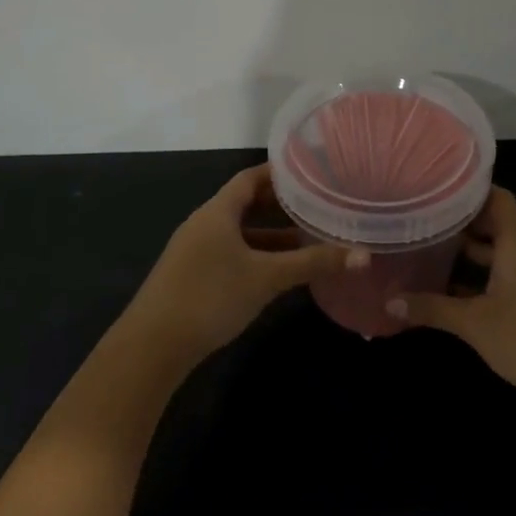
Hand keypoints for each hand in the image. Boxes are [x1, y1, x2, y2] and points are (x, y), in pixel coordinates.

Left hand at [123, 164, 359, 366]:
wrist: (153, 345)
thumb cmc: (211, 296)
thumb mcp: (266, 278)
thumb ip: (312, 263)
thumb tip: (362, 255)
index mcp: (217, 211)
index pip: (250, 177)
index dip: (280, 172)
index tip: (311, 171)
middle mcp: (204, 222)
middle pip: (244, 202)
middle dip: (279, 203)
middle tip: (316, 203)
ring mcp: (195, 249)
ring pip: (238, 231)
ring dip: (269, 233)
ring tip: (306, 236)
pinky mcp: (192, 274)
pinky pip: (230, 251)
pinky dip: (255, 253)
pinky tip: (277, 270)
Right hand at [387, 187, 515, 403]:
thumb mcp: (474, 324)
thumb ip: (431, 308)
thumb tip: (389, 301)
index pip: (497, 198)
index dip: (469, 191)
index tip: (436, 190)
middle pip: (497, 226)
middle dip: (462, 226)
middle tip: (423, 224)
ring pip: (504, 254)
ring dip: (473, 256)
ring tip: (433, 254)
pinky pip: (513, 276)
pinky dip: (488, 278)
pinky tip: (460, 294)